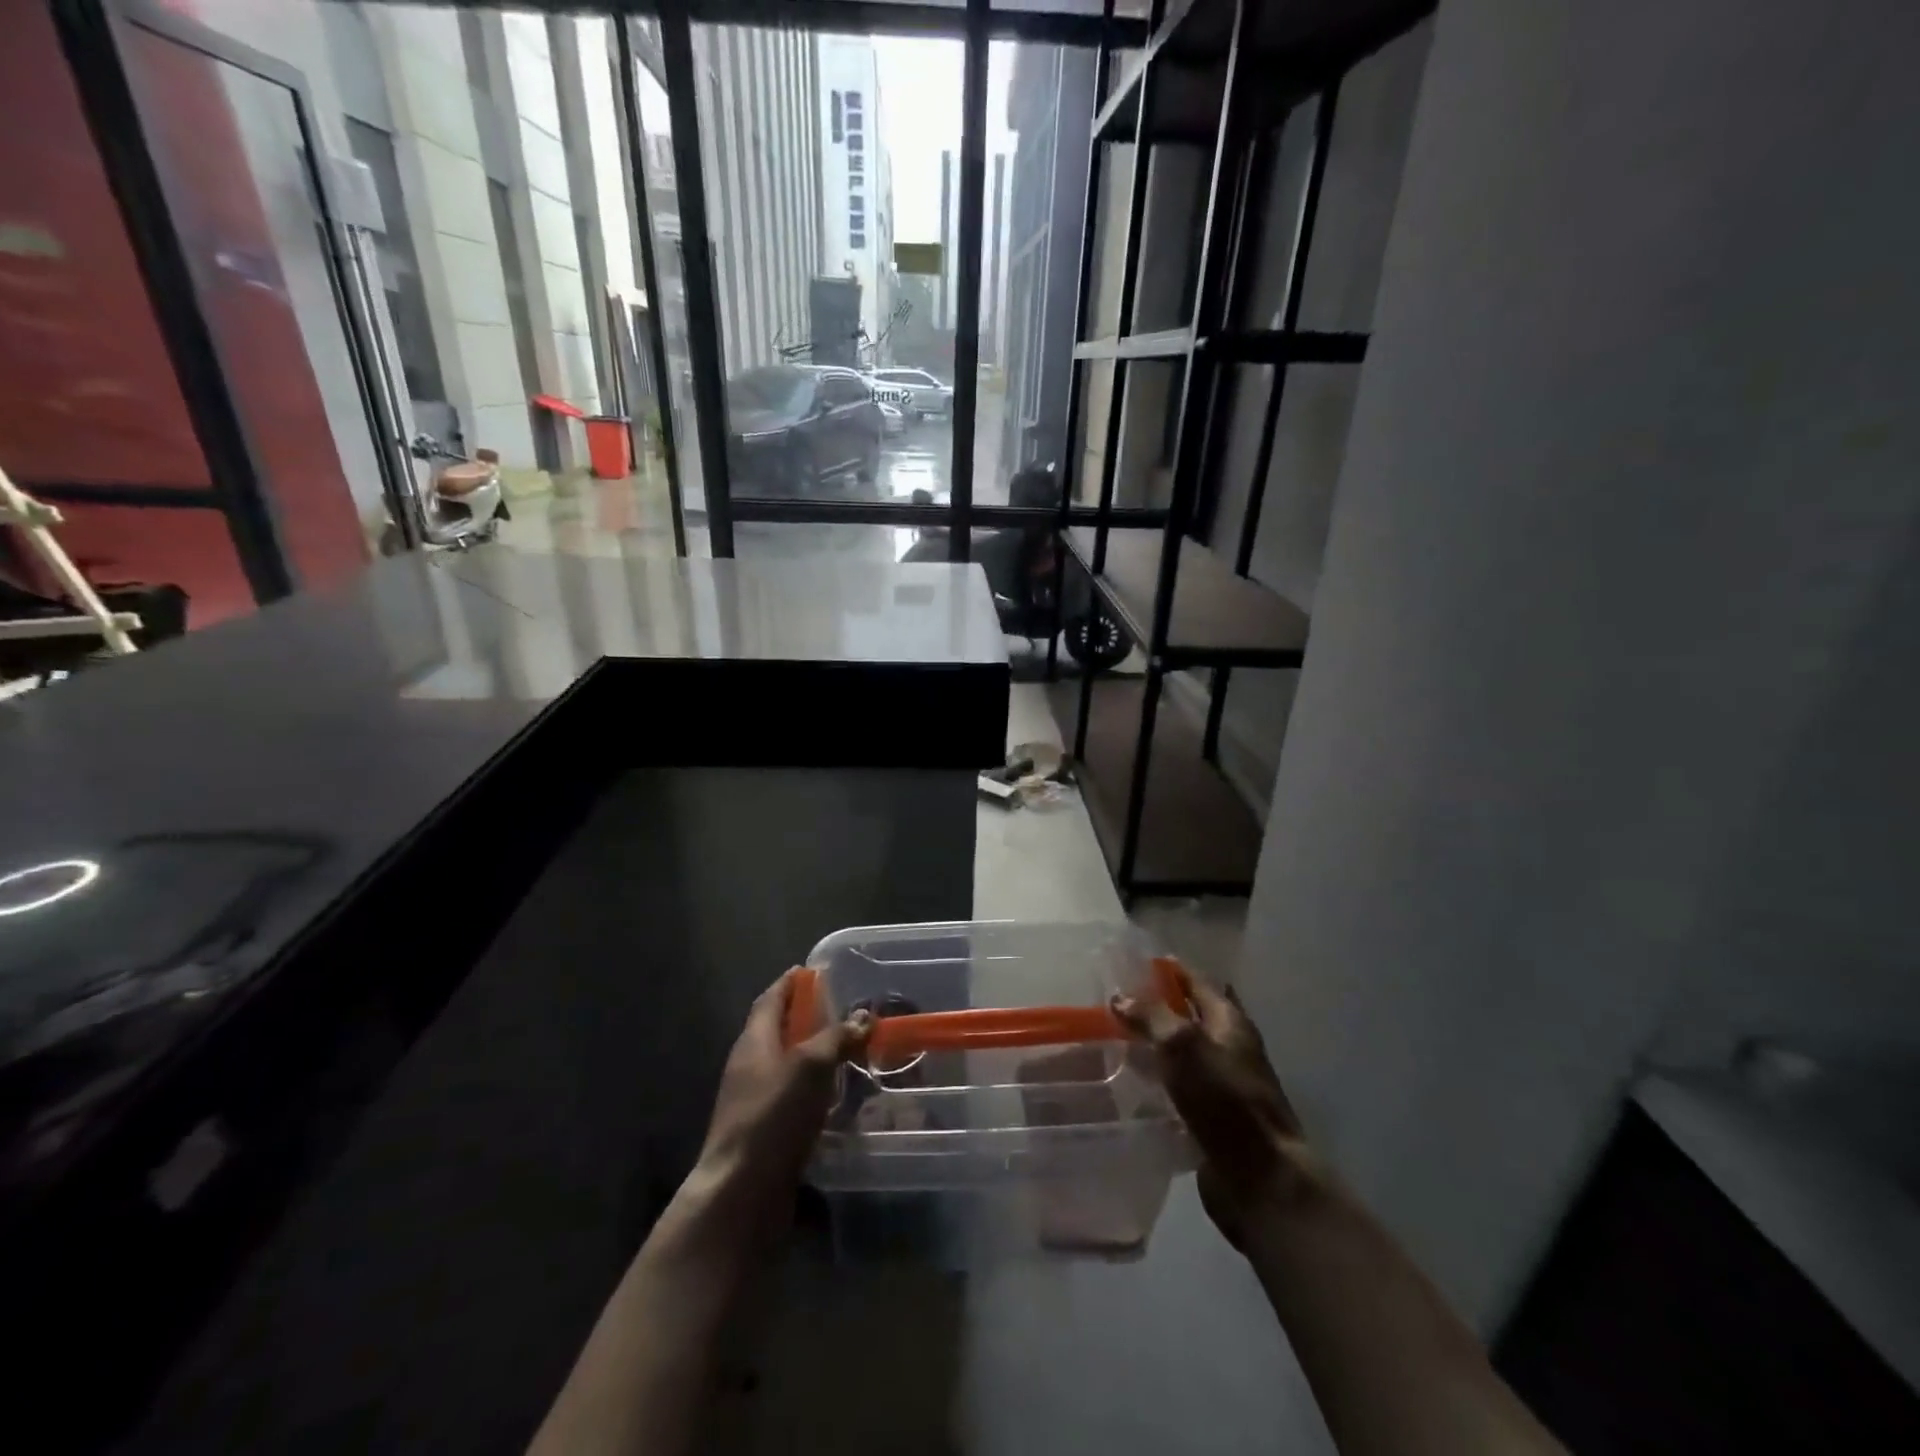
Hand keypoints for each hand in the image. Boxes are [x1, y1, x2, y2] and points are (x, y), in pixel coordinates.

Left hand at [693, 968, 872, 1214]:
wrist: (741, 1194)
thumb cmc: (772, 1116)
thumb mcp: (811, 1066)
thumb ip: (837, 1037)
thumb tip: (863, 1016)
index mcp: (754, 1042)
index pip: (770, 1000)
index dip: (790, 983)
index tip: (812, 971)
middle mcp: (750, 1067)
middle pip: (778, 1031)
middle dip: (806, 1019)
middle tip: (843, 1011)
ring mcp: (755, 1103)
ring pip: (788, 1067)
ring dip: (814, 1057)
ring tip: (849, 1052)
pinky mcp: (766, 1134)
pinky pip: (793, 1100)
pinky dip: (815, 1091)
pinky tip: (840, 1099)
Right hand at [1113, 963, 1320, 1248]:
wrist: (1260, 1178)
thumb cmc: (1225, 1100)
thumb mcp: (1183, 1045)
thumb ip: (1151, 1017)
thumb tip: (1120, 996)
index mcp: (1230, 1022)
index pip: (1196, 981)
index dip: (1168, 969)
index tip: (1130, 962)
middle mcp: (1229, 1048)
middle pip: (1188, 1017)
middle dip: (1155, 1007)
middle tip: (1111, 1001)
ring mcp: (1221, 1085)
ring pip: (1180, 1055)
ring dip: (1152, 1046)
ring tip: (1110, 1039)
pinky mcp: (1209, 1119)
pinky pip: (1176, 1089)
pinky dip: (1155, 1082)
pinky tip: (1126, 1085)